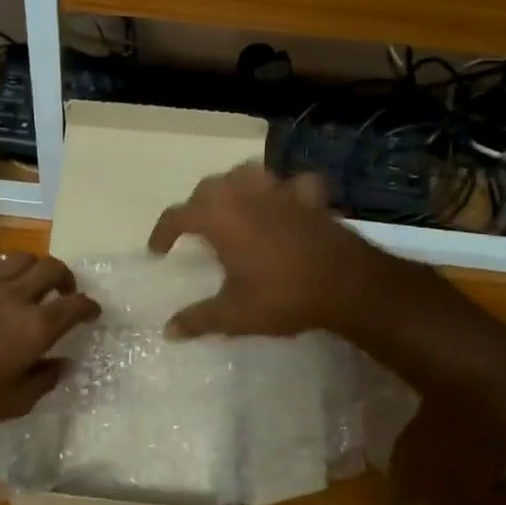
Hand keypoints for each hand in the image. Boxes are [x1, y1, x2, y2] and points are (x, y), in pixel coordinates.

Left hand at [0, 254, 100, 424]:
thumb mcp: (12, 403)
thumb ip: (43, 381)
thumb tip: (64, 365)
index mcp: (36, 327)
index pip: (76, 305)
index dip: (89, 306)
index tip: (92, 312)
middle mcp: (17, 296)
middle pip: (52, 268)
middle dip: (65, 277)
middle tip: (64, 291)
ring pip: (21, 257)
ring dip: (34, 267)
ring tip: (30, 281)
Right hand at [148, 164, 398, 338]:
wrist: (347, 285)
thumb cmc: (282, 296)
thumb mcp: (234, 315)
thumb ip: (198, 319)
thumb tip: (168, 330)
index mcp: (219, 217)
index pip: (177, 215)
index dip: (162, 232)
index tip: (158, 252)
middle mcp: (245, 194)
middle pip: (209, 187)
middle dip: (196, 206)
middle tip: (194, 230)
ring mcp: (280, 191)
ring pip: (247, 174)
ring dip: (234, 187)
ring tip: (232, 208)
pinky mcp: (310, 198)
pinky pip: (293, 184)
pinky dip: (285, 191)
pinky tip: (285, 204)